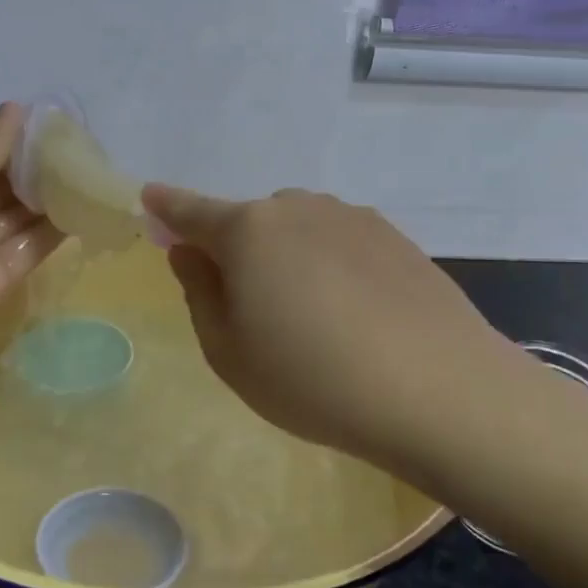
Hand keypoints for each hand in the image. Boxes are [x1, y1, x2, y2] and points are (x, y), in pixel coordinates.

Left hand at [0, 104, 61, 371]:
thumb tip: (18, 105)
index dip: (18, 144)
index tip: (58, 128)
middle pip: (4, 189)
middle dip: (39, 172)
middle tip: (85, 151)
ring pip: (20, 220)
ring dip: (51, 201)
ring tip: (92, 176)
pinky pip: (28, 251)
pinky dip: (53, 233)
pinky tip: (84, 211)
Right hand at [141, 184, 526, 470]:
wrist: (438, 390)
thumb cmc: (312, 379)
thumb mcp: (229, 351)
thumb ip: (200, 292)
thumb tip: (190, 252)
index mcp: (248, 231)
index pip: (192, 211)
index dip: (167, 207)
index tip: (149, 197)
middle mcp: (298, 208)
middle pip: (250, 222)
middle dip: (238, 249)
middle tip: (250, 307)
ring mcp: (352, 218)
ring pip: (299, 230)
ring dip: (288, 258)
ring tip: (311, 318)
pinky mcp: (395, 237)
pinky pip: (340, 242)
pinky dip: (330, 265)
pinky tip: (353, 313)